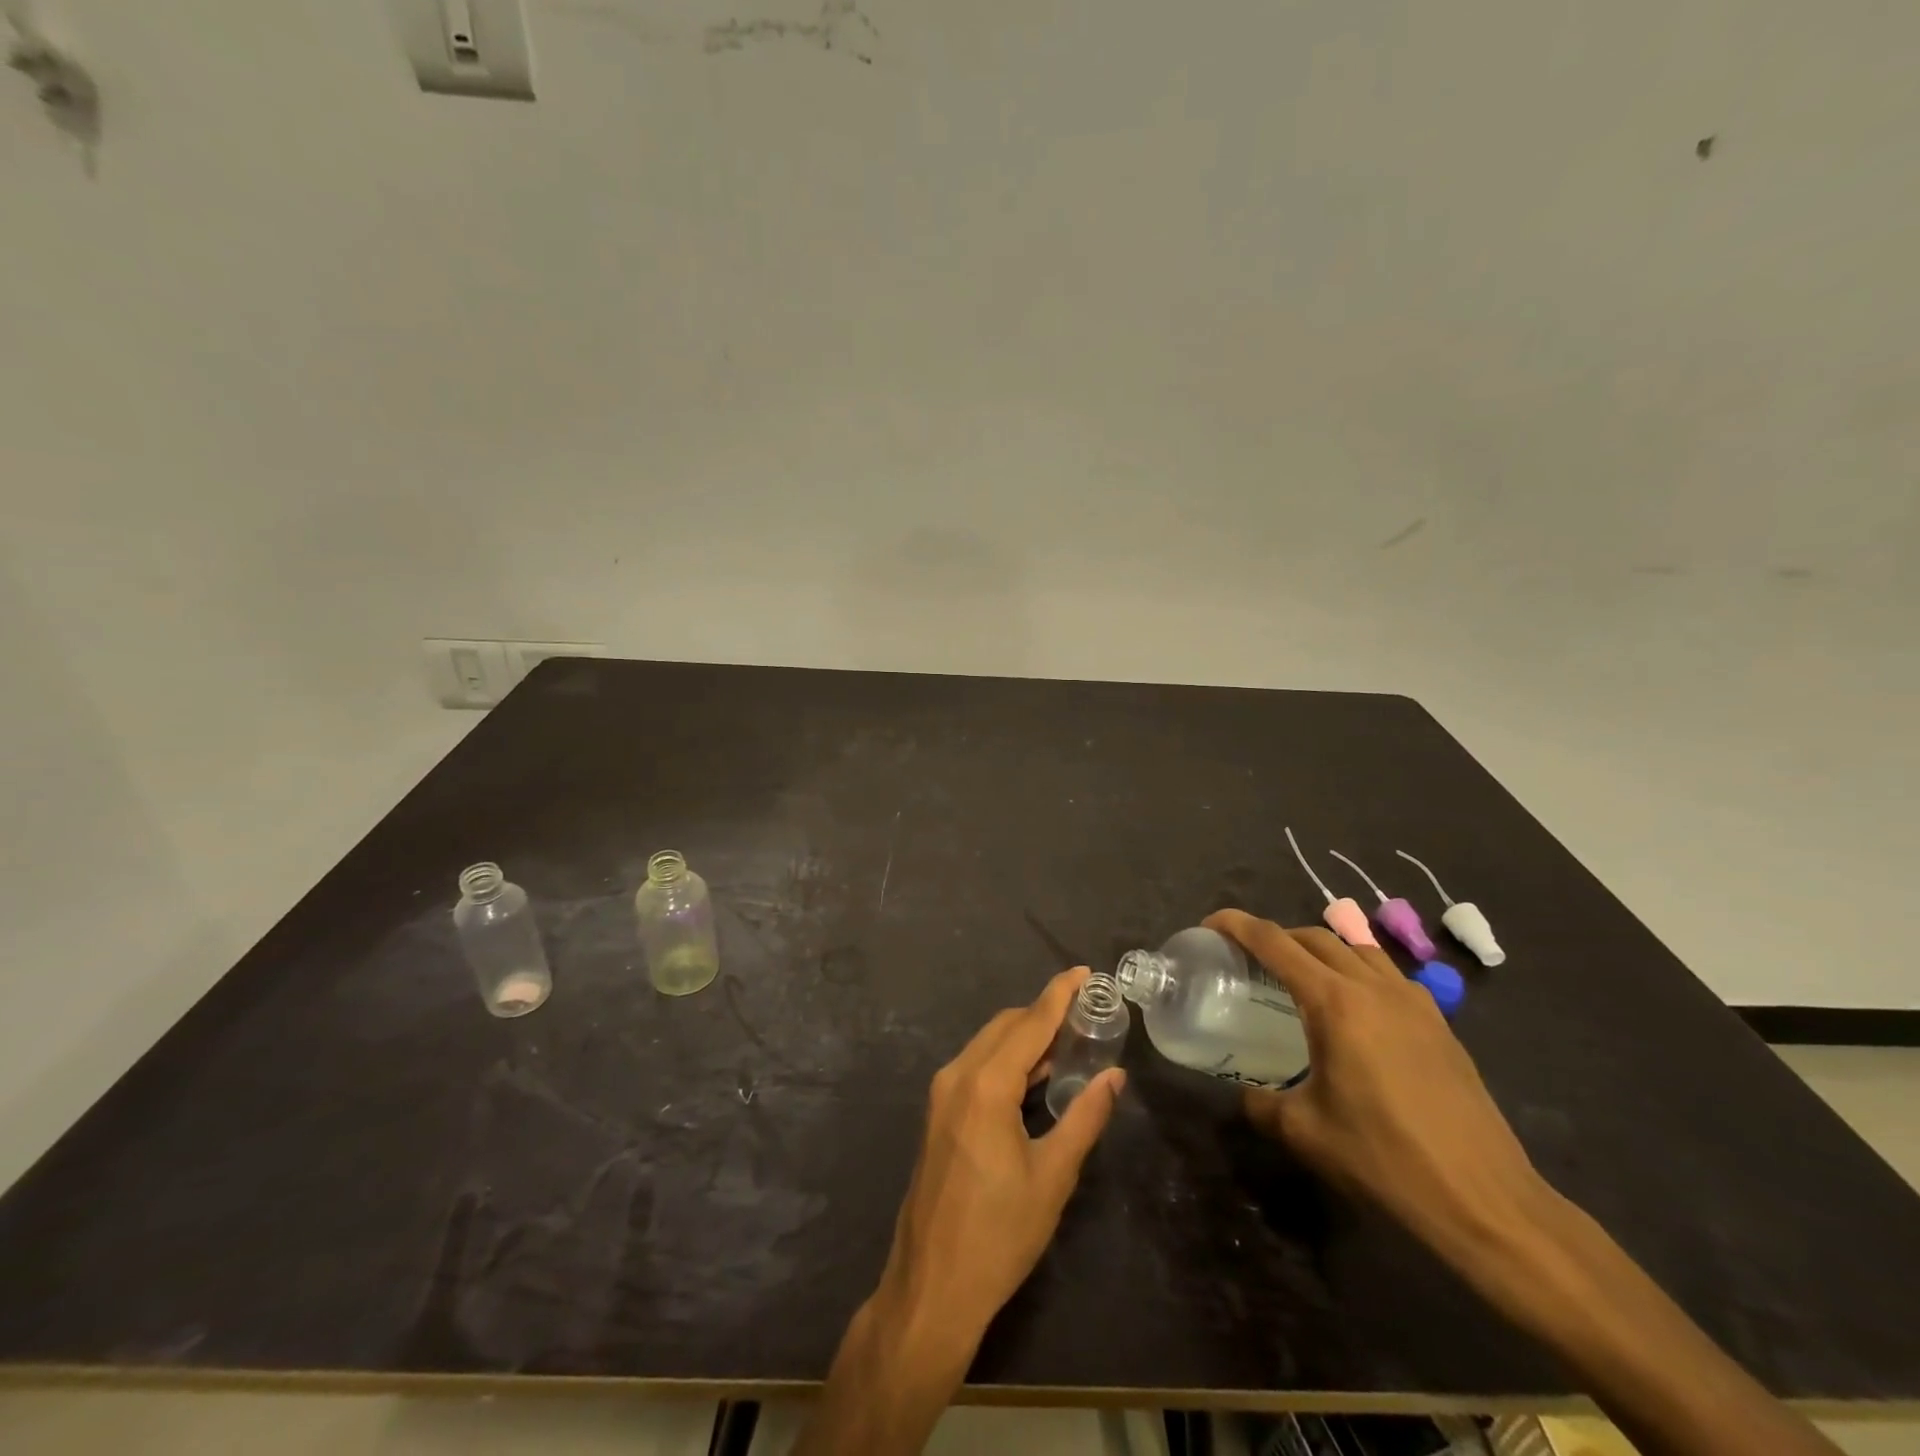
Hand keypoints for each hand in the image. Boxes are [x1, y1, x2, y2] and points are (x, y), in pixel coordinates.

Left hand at [795, 969, 1125, 1455]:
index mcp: (986, 1085)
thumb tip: (1114, 1076)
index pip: (1030, 1023)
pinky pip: (977, 1066)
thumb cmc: (1000, 1234)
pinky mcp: (939, 1112)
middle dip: (1044, 1013)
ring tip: (1069, 1041)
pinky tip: (1036, 1074)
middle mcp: (958, 1075)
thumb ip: (1085, 1117)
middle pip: (1007, 1026)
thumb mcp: (1053, 1175)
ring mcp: (942, 1093)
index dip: (1059, 994)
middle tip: (1086, 1014)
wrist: (932, 1285)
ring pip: (989, 1044)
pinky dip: (1007, 1059)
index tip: (1083, 972)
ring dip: (1026, 1037)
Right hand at [1204, 910, 1550, 1264]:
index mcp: (1335, 1002)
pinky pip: (1388, 975)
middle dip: (1277, 936)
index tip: (1211, 925)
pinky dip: (1358, 972)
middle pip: (1316, 937)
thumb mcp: (1304, 1132)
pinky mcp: (1440, 1025)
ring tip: (1299, 975)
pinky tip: (1353, 1010)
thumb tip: (1248, 1094)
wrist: (1486, 1202)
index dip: (1237, 925)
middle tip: (1249, 957)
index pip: (1275, 942)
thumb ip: (1262, 1103)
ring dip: (1320, 949)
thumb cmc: (1385, 1160)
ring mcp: (1414, 1002)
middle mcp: (1374, 987)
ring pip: (1357, 949)